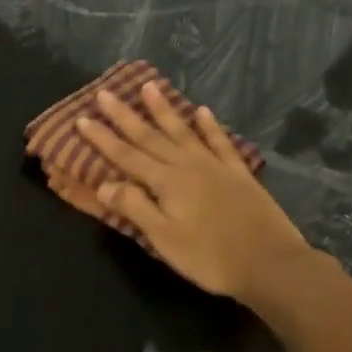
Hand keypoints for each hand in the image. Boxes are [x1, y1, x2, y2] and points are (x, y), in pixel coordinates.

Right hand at [47, 81, 311, 306]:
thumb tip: (104, 184)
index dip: (102, 138)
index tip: (82, 119)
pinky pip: (221, 143)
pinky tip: (203, 111)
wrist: (269, 264)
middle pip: (150, 137)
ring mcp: (215, 167)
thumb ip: (135, 208)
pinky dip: (210, 126)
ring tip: (149, 87)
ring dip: (164, 110)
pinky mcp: (238, 175)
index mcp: (166, 182)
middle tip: (105, 93)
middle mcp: (188, 166)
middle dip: (125, 116)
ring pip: (183, 132)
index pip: (126, 156)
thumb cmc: (209, 257)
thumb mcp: (164, 238)